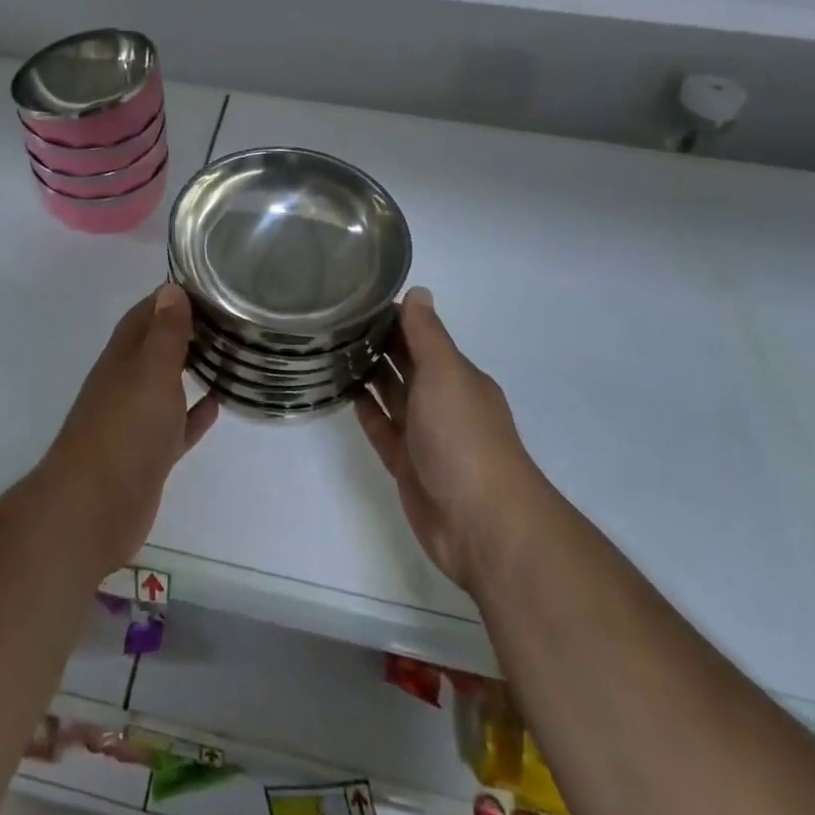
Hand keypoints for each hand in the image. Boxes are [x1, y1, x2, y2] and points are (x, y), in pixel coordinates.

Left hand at [41, 285, 218, 571]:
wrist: (93, 510)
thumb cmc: (125, 430)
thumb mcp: (150, 371)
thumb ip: (164, 332)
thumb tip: (171, 287)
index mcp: (124, 357)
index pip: (147, 312)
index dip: (172, 296)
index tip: (209, 283)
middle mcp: (127, 382)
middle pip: (157, 346)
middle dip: (187, 328)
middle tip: (229, 316)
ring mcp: (137, 420)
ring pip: (168, 384)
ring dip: (193, 368)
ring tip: (230, 353)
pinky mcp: (150, 454)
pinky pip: (177, 424)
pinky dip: (195, 412)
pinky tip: (218, 402)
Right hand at [357, 289, 543, 592]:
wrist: (482, 523)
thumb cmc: (464, 436)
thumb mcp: (446, 373)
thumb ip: (427, 334)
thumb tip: (419, 291)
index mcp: (457, 377)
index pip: (422, 336)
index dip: (395, 317)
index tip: (357, 299)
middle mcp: (443, 402)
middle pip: (407, 364)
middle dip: (379, 343)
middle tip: (335, 320)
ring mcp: (425, 436)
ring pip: (393, 396)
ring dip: (370, 375)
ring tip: (332, 350)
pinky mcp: (408, 466)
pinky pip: (383, 430)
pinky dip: (368, 412)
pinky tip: (346, 394)